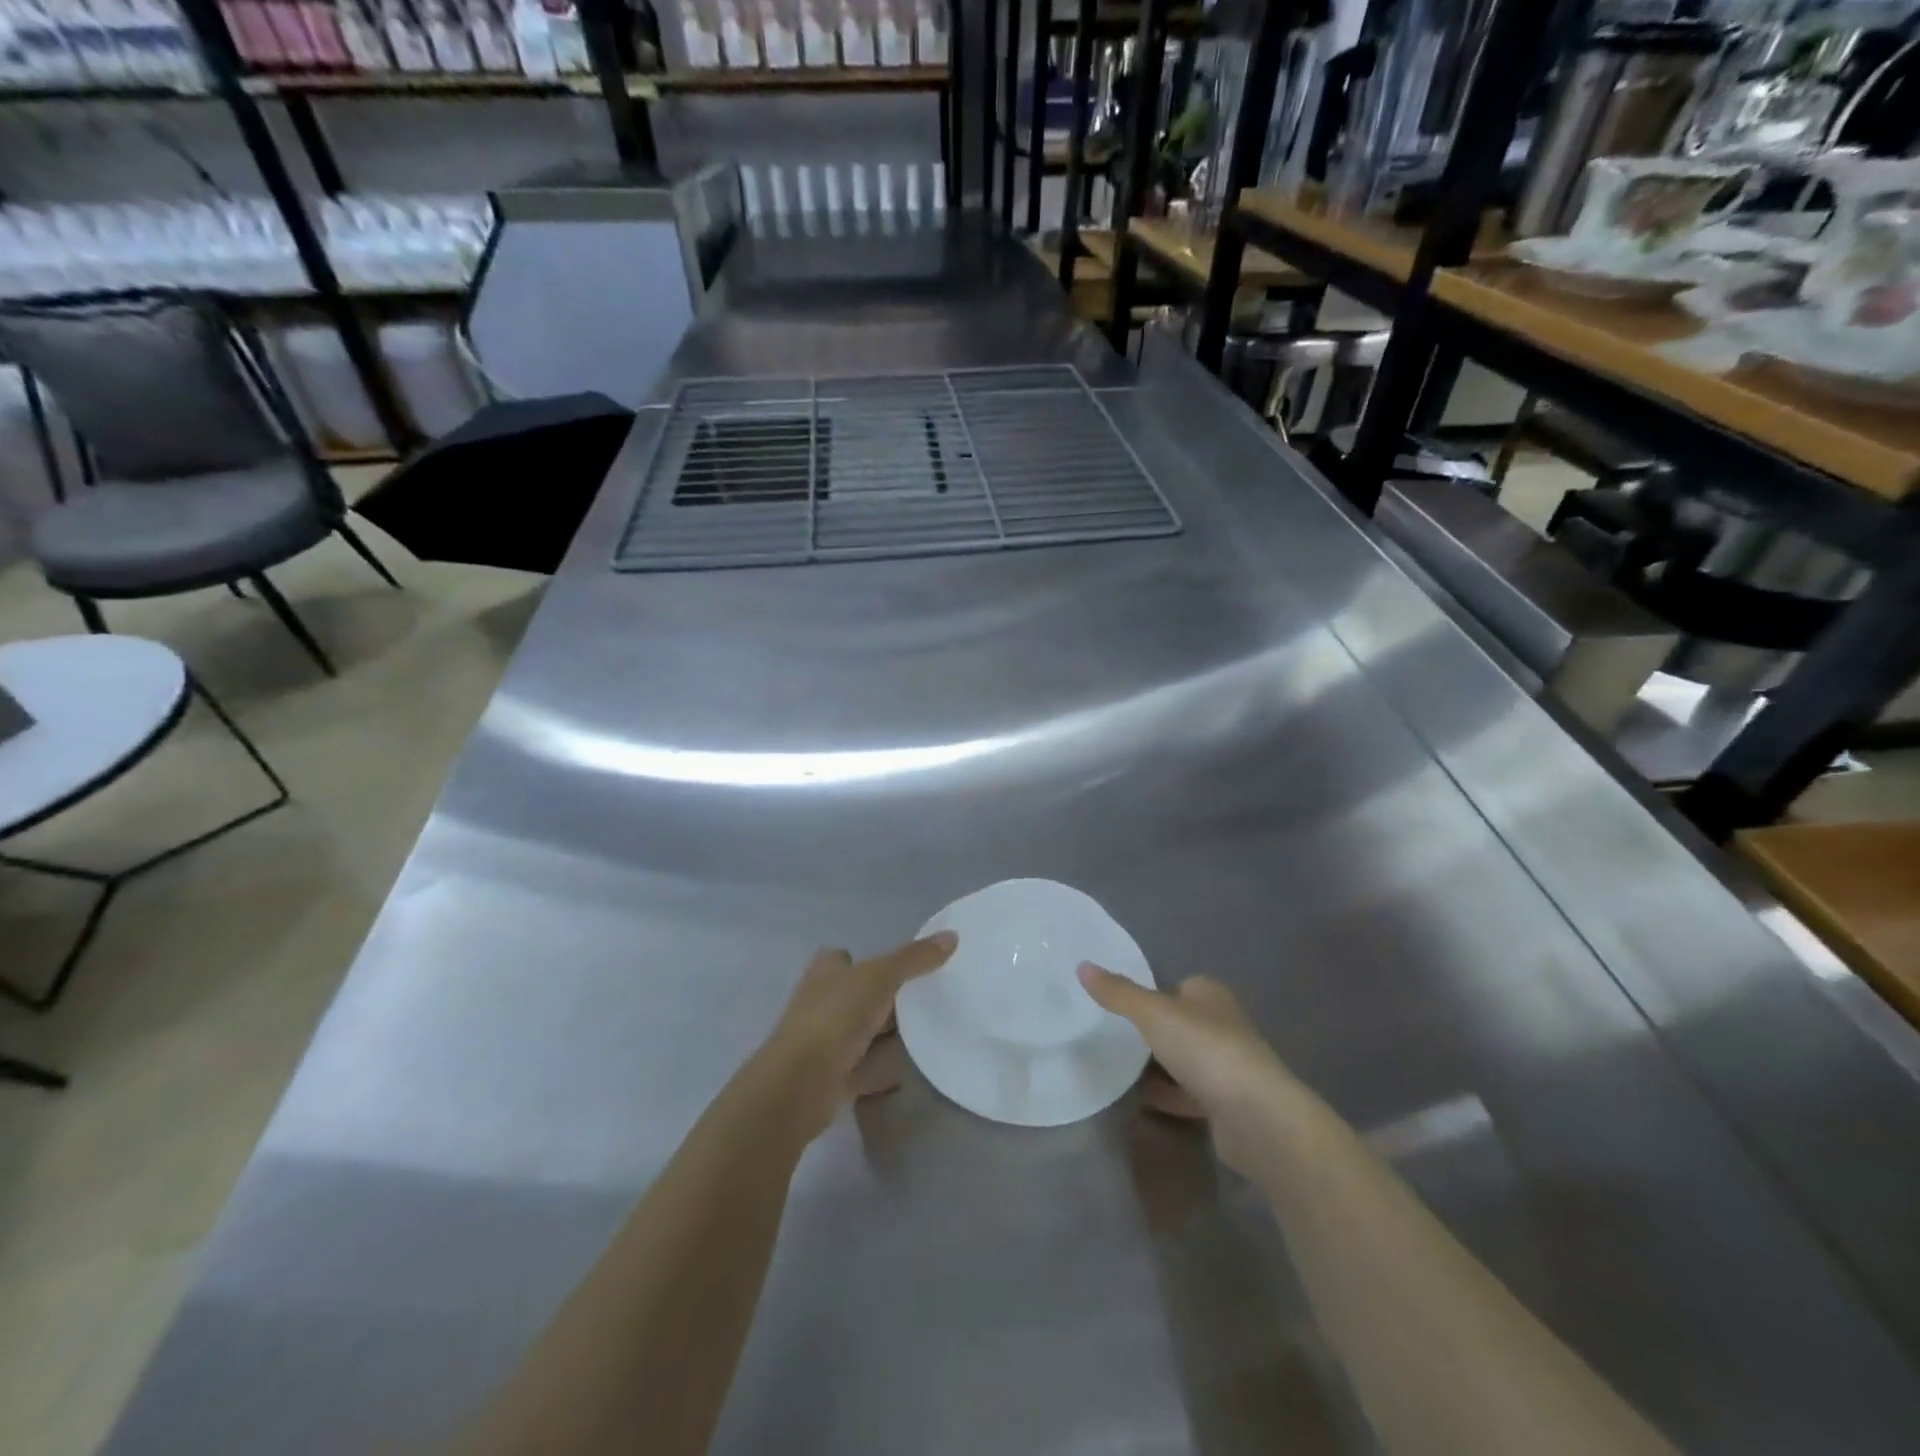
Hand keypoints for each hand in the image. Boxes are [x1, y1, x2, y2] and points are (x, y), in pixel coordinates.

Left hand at [756, 932, 956, 1144]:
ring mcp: (826, 1042)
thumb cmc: (835, 1017)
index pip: (845, 958)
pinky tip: (909, 1070)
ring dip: (887, 1036)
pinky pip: (866, 1068)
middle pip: (859, 996)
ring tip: (927, 1033)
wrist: (800, 1083)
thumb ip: (914, 958)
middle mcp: (822, 1002)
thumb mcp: (880, 977)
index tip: (903, 968)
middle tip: (926, 999)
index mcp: (826, 972)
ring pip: (863, 1033)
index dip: (868, 960)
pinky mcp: (833, 1076)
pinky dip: (884, 1069)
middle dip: (886, 999)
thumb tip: (952, 935)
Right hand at [1078, 964, 1297, 1177]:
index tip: (1123, 1004)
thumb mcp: (1153, 1014)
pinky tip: (1142, 1100)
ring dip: (1161, 1065)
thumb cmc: (1206, 1050)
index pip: (1180, 986)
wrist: (1257, 1118)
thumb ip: (1118, 992)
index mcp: (1211, 996)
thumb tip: (1082, 965)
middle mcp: (1224, 1026)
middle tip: (1116, 1035)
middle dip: (1156, 1030)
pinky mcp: (1228, 1105)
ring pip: (1186, 1060)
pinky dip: (1169, 1095)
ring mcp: (1229, 1068)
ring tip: (1122, 1067)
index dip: (1155, 993)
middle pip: (1183, 1023)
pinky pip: (1190, 1094)